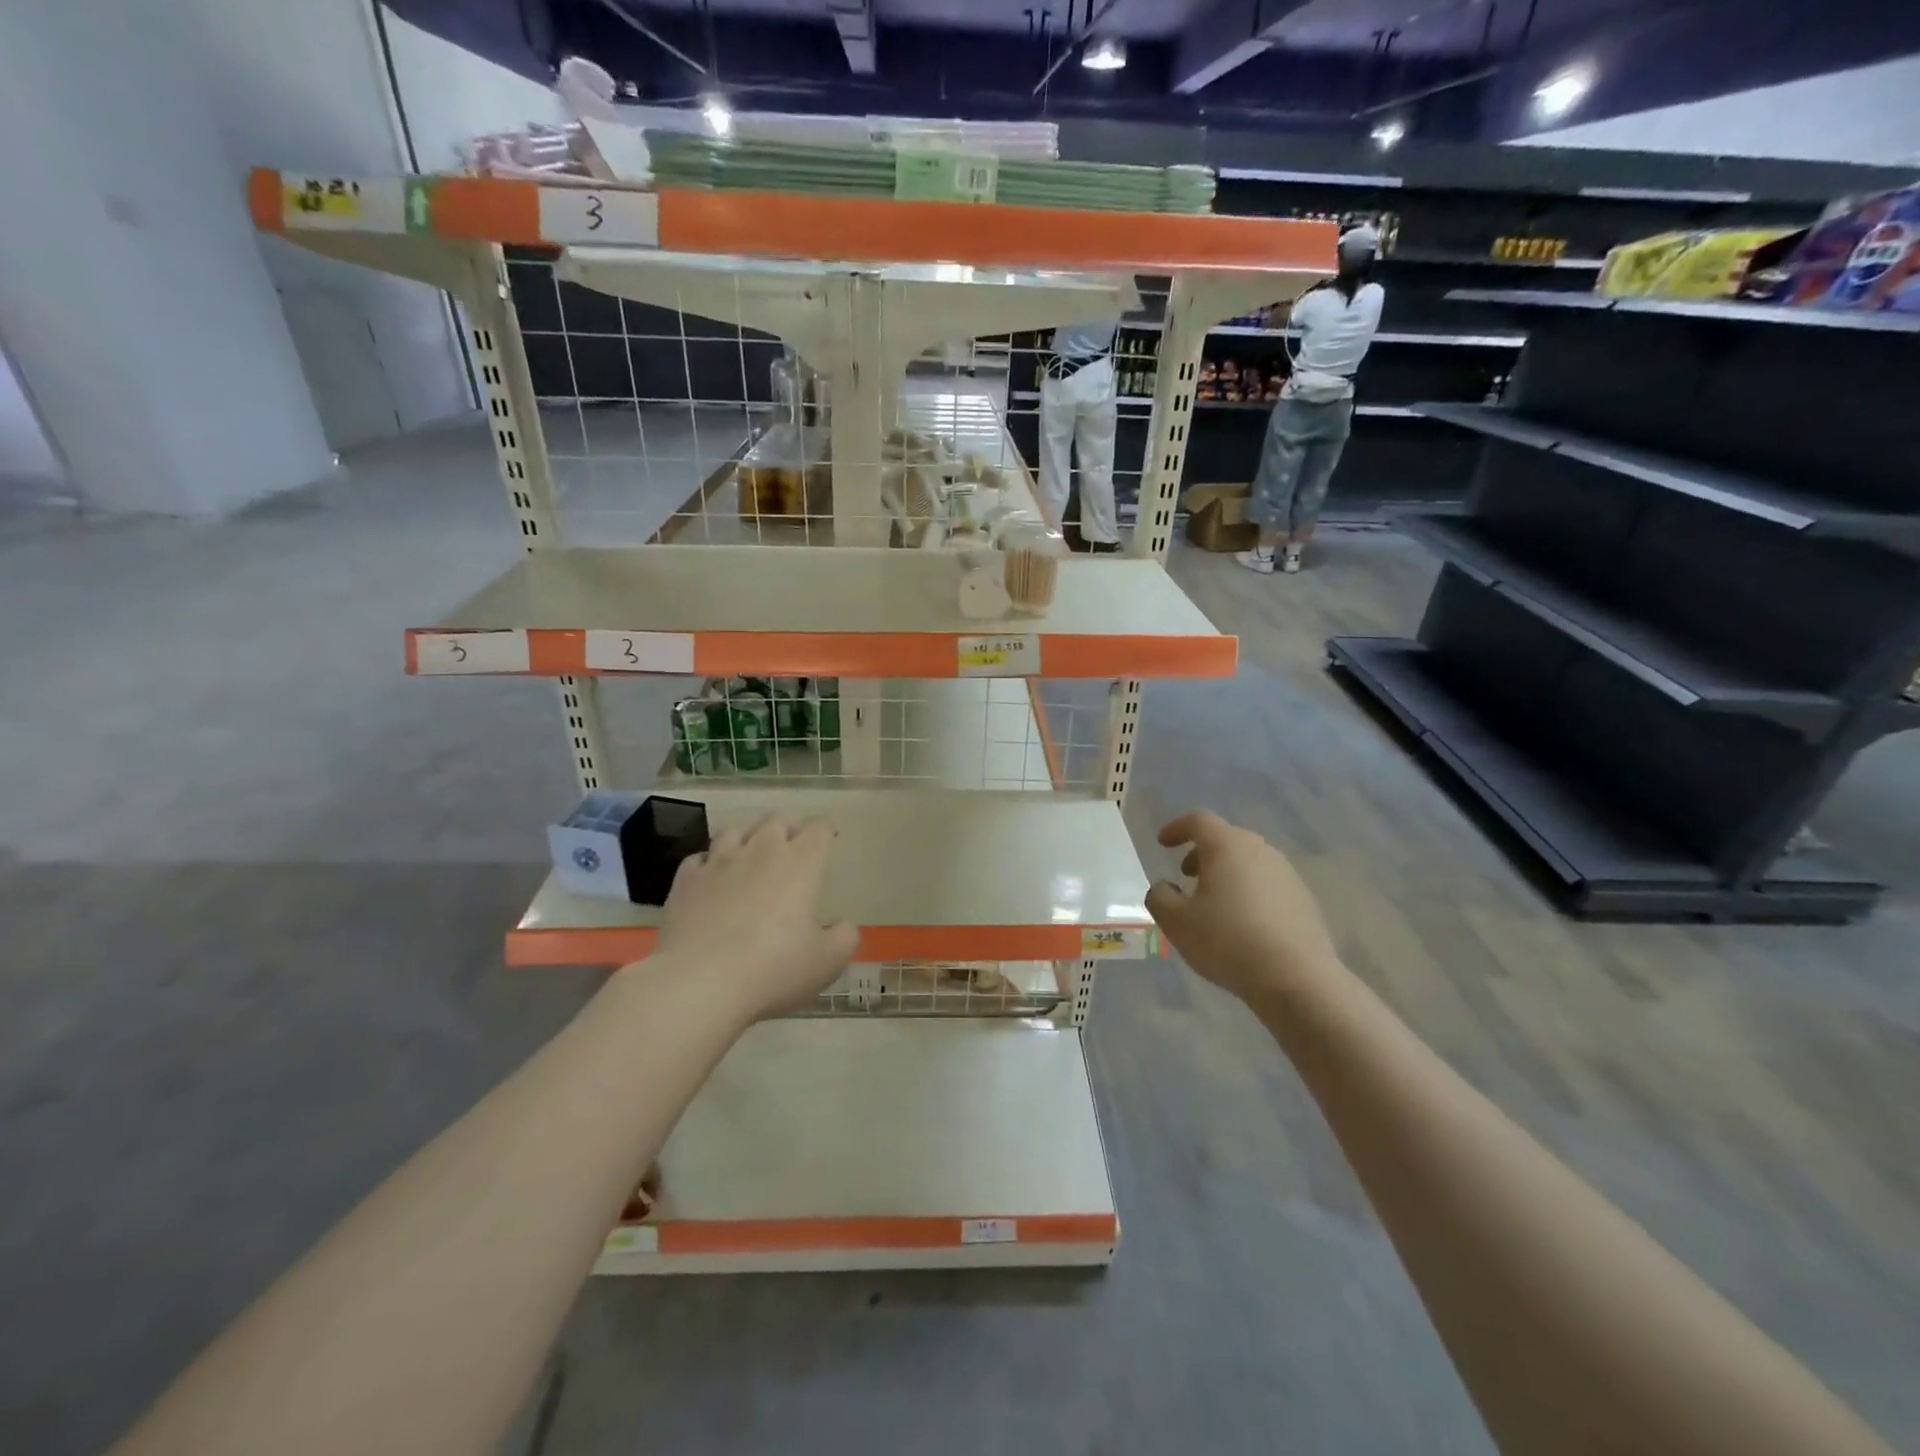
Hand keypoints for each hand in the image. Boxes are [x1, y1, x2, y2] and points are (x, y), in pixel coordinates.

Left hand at [654, 816, 857, 1022]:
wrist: (699, 983)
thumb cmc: (774, 969)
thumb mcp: (828, 961)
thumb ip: (844, 937)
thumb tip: (842, 924)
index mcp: (800, 863)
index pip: (818, 828)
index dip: (826, 830)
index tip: (829, 839)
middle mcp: (760, 851)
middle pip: (776, 819)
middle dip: (788, 827)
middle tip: (793, 846)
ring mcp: (718, 862)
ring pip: (735, 831)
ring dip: (747, 839)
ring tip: (750, 857)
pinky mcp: (685, 880)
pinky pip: (700, 858)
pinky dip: (710, 863)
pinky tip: (712, 879)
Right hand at [1145, 810, 1339, 1004]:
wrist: (1297, 978)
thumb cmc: (1228, 942)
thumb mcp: (1176, 922)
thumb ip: (1160, 897)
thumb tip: (1166, 887)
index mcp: (1227, 847)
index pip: (1198, 820)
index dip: (1177, 828)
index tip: (1163, 843)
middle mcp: (1260, 851)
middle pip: (1226, 838)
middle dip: (1202, 852)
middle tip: (1186, 874)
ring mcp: (1286, 874)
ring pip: (1249, 861)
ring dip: (1227, 872)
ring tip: (1213, 902)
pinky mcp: (1304, 899)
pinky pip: (1268, 884)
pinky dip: (1249, 891)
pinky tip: (1243, 923)